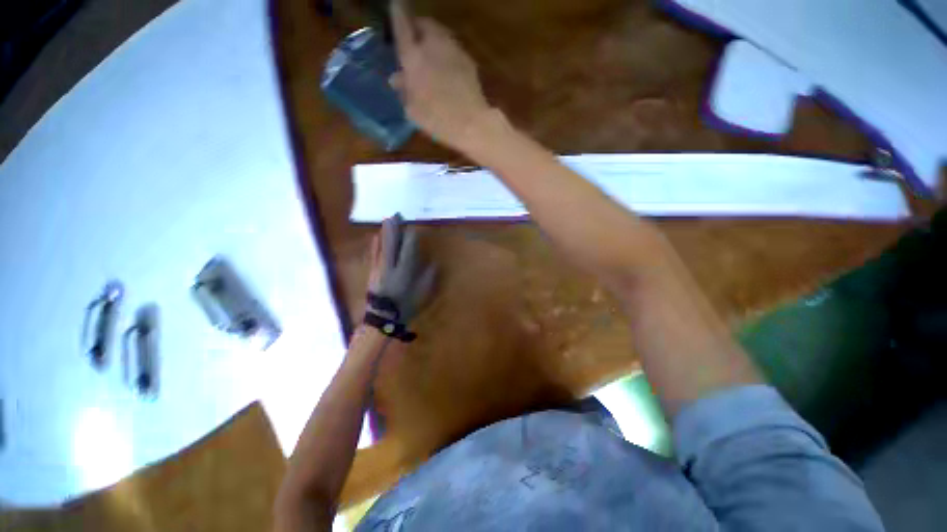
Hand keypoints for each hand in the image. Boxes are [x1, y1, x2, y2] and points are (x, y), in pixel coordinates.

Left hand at [367, 214, 435, 324]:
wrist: (382, 318)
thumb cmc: (405, 305)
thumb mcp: (422, 293)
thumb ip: (429, 277)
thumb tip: (434, 263)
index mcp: (404, 270)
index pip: (407, 248)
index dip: (410, 236)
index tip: (414, 227)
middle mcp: (390, 265)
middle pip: (391, 242)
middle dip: (394, 228)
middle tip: (397, 215)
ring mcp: (378, 267)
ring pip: (381, 245)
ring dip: (385, 232)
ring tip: (388, 220)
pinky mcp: (372, 271)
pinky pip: (373, 253)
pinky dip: (375, 243)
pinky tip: (375, 236)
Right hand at [389, 0, 493, 149]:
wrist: (471, 123)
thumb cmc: (437, 119)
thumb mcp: (413, 110)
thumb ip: (404, 90)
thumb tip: (397, 78)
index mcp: (414, 57)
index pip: (402, 26)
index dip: (398, 14)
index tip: (395, 4)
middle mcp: (433, 46)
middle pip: (425, 24)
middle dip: (418, 27)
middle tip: (414, 38)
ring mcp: (454, 51)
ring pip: (441, 34)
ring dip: (434, 39)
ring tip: (431, 53)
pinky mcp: (469, 61)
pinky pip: (453, 49)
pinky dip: (447, 53)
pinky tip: (447, 68)